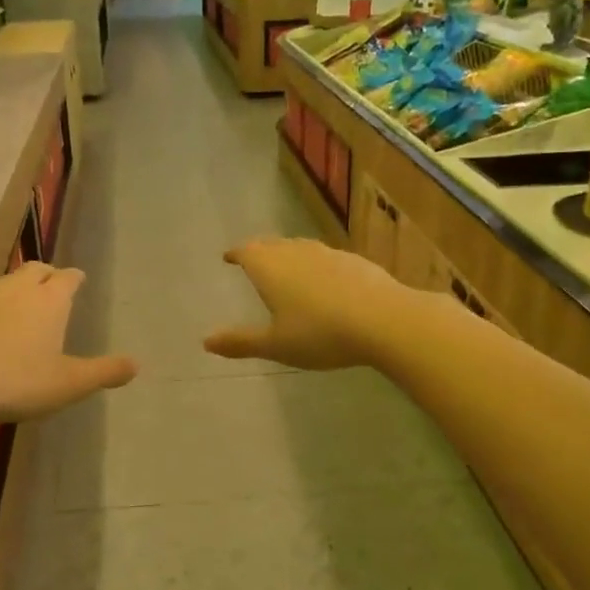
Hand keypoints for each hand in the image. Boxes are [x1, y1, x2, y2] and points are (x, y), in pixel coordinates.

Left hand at [0, 262, 135, 423]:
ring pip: (8, 280)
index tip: (79, 280)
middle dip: (48, 275)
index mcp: (50, 300)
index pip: (68, 277)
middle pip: (37, 269)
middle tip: (53, 287)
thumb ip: (104, 372)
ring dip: (20, 287)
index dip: (75, 278)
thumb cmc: (19, 382)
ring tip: (24, 305)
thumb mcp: (70, 383)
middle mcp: (18, 289)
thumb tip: (136, 365)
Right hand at [205, 237, 407, 370]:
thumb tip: (206, 341)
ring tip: (285, 266)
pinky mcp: (354, 260)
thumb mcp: (277, 345)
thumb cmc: (321, 334)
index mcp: (271, 268)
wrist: (384, 320)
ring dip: (288, 254)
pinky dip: (315, 264)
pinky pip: (325, 257)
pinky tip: (324, 279)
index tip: (228, 257)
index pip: (246, 252)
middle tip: (252, 258)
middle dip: (259, 251)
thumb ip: (241, 342)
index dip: (236, 253)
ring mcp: (327, 253)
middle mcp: (296, 252)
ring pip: (299, 247)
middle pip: (272, 245)